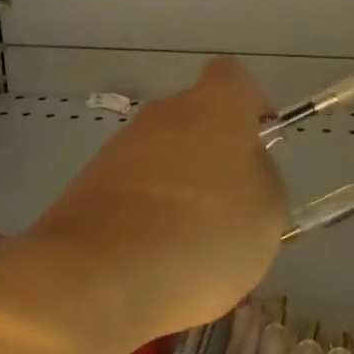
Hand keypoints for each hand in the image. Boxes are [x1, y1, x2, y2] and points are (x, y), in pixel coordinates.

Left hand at [31, 59, 285, 340]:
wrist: (100, 276)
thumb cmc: (204, 234)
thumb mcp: (267, 213)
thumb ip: (263, 178)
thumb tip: (247, 169)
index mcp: (215, 106)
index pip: (233, 77)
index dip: (250, 104)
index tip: (259, 140)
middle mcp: (164, 114)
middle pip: (195, 119)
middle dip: (211, 155)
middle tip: (228, 207)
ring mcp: (120, 148)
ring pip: (161, 157)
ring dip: (177, 188)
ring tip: (189, 246)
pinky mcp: (87, 185)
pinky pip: (132, 191)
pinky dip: (145, 216)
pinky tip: (152, 261)